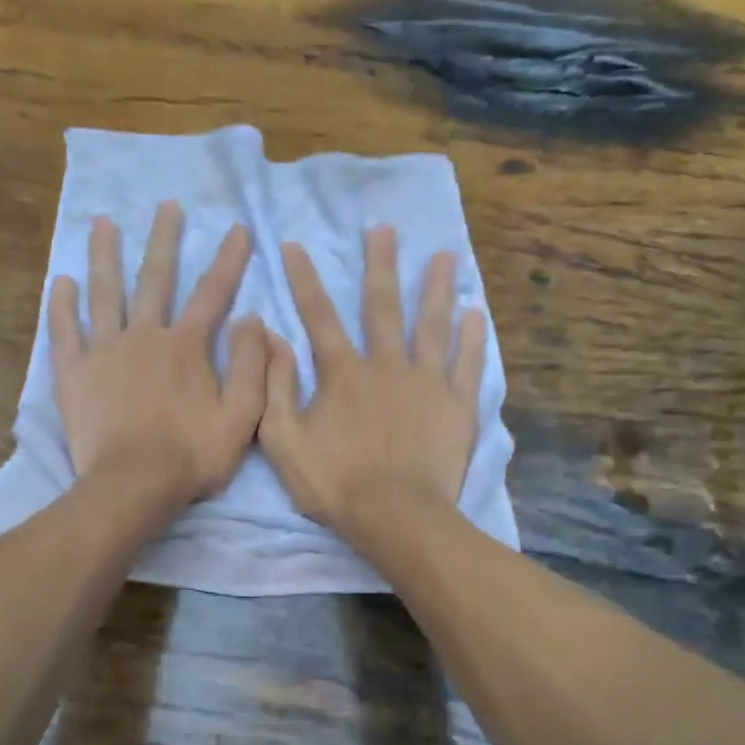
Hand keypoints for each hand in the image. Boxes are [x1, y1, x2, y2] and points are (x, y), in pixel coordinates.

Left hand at [50, 202, 266, 511]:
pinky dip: (62, 305)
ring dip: (104, 255)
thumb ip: (252, 366)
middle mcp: (144, 336)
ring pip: (104, 292)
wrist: (133, 485)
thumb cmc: (192, 456)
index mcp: (187, 346)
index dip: (228, 260)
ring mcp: (104, 351)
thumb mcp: (242, 416)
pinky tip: (61, 281)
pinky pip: (65, 331)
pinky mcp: (74, 373)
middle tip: (165, 205)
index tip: (238, 229)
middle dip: (163, 239)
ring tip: (101, 223)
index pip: (213, 293)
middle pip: (155, 278)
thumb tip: (254, 320)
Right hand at [260, 223, 485, 540]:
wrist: (396, 515)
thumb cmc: (335, 483)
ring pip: (432, 325)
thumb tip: (270, 337)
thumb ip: (275, 387)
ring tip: (445, 255)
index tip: (296, 245)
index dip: (304, 280)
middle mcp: (387, 365)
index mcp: (343, 373)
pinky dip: (472, 338)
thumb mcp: (284, 440)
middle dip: (380, 265)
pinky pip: (467, 363)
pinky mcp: (457, 405)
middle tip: (384, 229)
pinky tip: (475, 313)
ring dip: (436, 288)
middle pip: (383, 306)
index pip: (319, 316)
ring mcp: (427, 382)